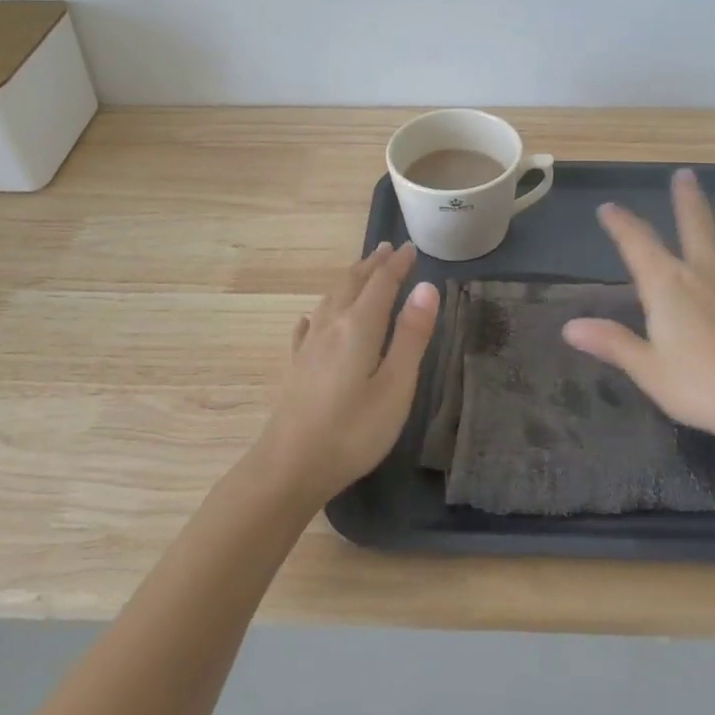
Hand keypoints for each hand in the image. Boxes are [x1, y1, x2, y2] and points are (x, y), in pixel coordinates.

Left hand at [256, 242, 438, 504]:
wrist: (288, 467)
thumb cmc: (352, 431)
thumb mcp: (395, 387)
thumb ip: (411, 336)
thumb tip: (426, 287)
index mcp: (358, 327)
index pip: (381, 284)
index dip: (397, 264)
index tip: (411, 247)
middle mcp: (331, 326)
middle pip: (352, 284)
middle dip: (372, 265)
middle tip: (387, 249)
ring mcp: (309, 346)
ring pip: (330, 299)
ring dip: (349, 280)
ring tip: (360, 272)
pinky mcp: (296, 367)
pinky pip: (309, 326)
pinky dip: (319, 312)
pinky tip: (312, 318)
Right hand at [563, 169, 714, 444]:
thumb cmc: (701, 386)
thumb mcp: (647, 369)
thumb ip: (612, 343)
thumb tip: (569, 326)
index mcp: (667, 286)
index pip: (637, 244)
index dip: (621, 224)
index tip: (608, 208)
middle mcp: (703, 274)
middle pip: (695, 227)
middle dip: (686, 200)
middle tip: (685, 175)